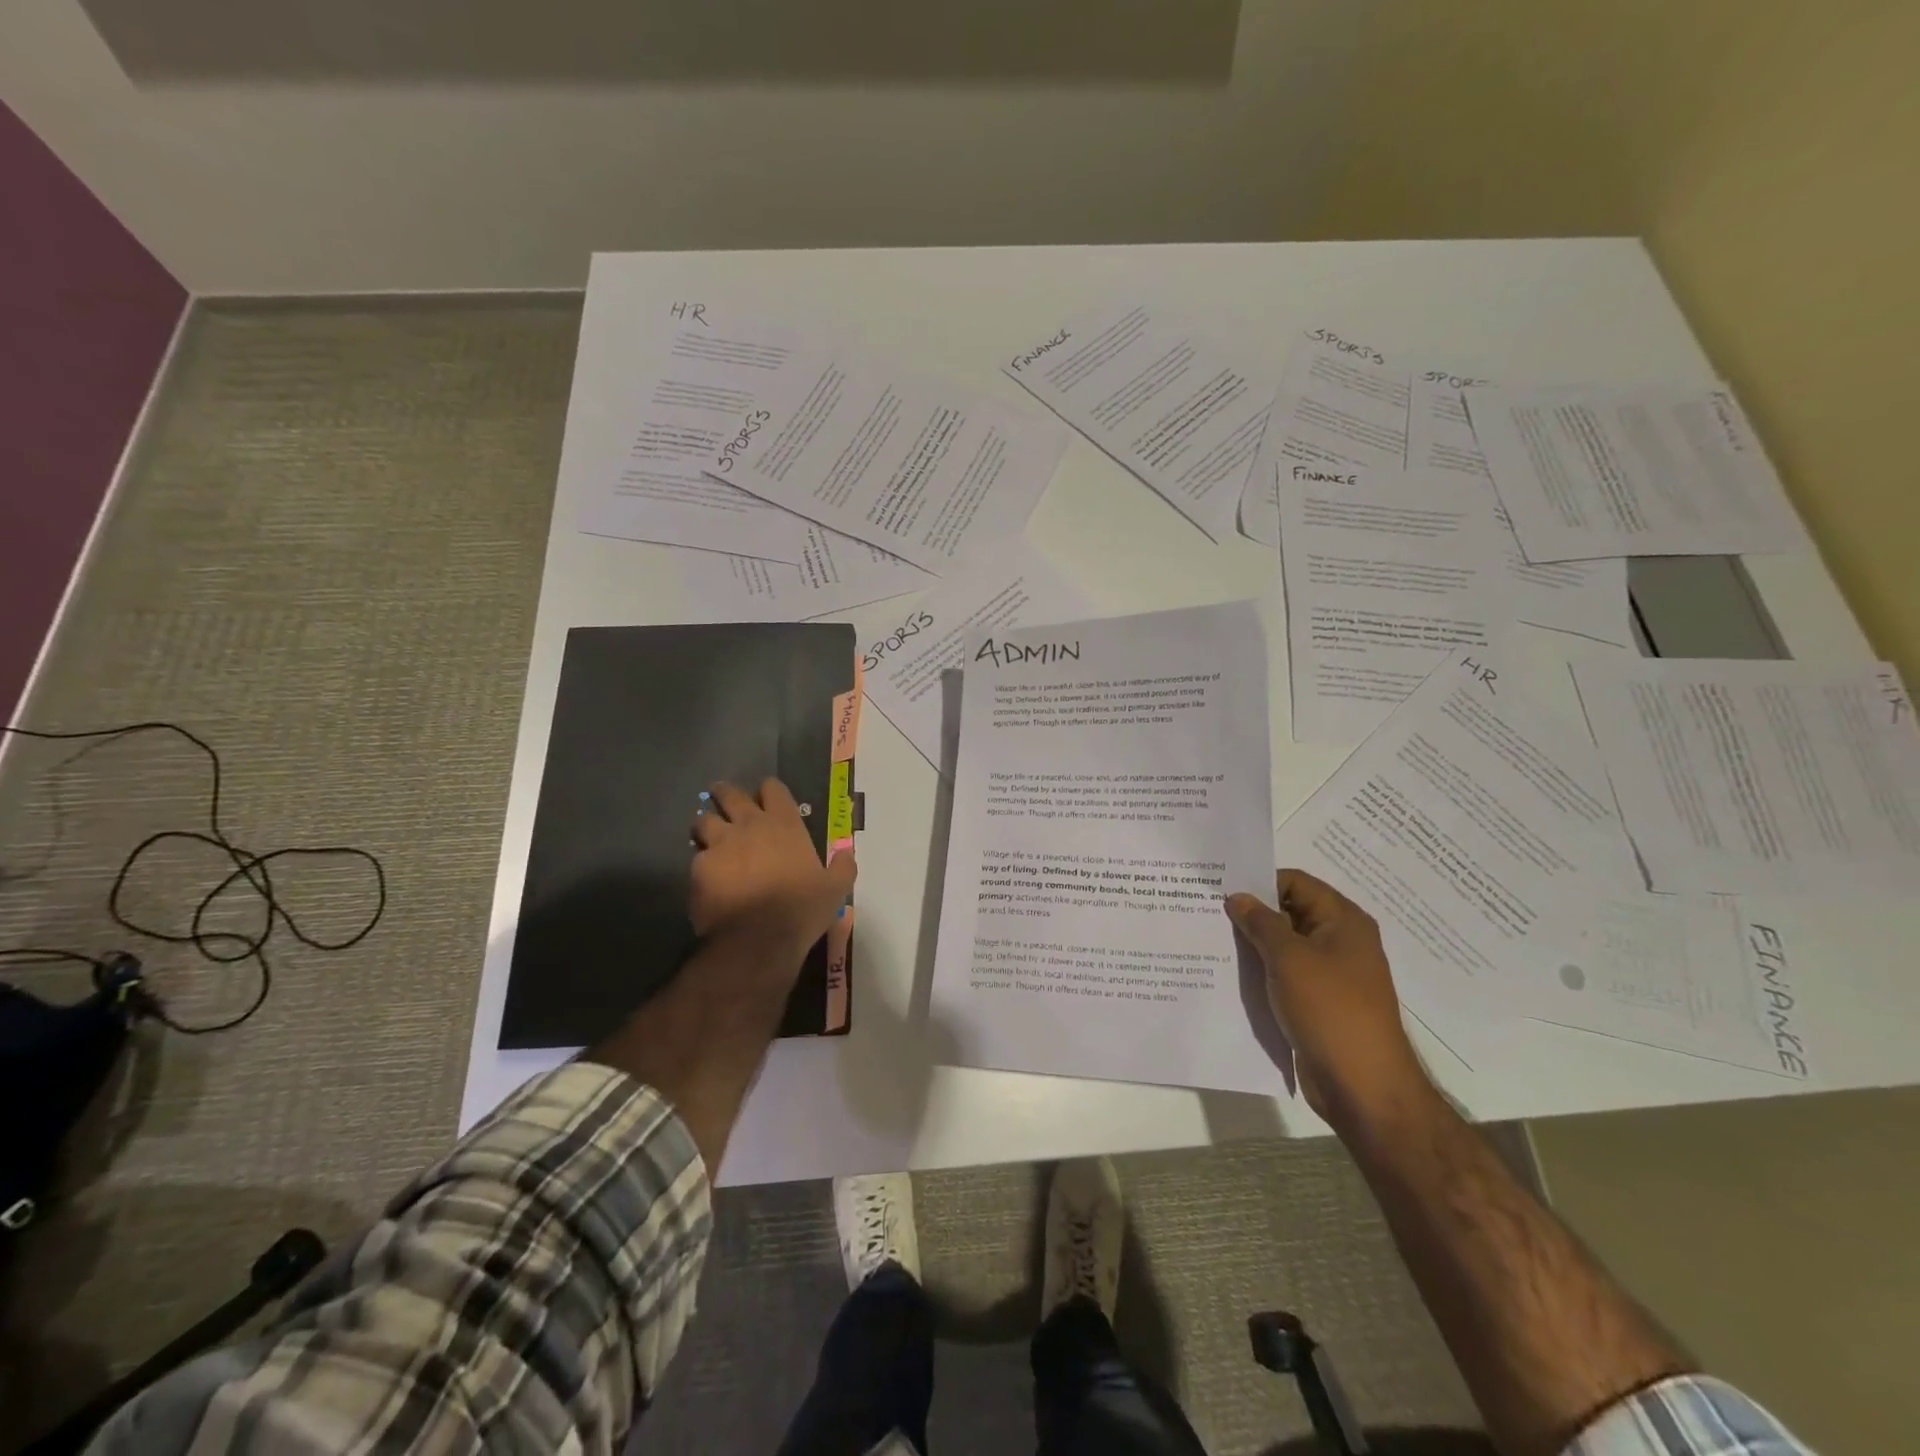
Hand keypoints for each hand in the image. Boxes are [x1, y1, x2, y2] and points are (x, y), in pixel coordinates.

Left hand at [689, 778, 854, 952]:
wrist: (758, 939)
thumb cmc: (801, 909)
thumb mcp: (835, 889)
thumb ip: (842, 868)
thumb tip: (846, 854)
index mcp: (785, 825)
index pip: (773, 789)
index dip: (768, 790)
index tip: (766, 798)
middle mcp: (750, 826)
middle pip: (730, 794)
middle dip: (725, 794)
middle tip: (724, 800)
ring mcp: (720, 844)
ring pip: (703, 820)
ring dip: (706, 825)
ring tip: (708, 836)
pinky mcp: (699, 868)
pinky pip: (696, 857)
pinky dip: (700, 862)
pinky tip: (706, 876)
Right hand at [1225, 869, 1430, 1131]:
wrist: (1362, 1086)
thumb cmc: (1330, 1009)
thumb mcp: (1289, 958)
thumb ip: (1260, 922)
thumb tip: (1238, 897)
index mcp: (1343, 921)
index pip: (1296, 882)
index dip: (1260, 881)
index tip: (1220, 888)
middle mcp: (1340, 941)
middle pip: (1289, 912)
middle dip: (1251, 913)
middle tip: (1207, 911)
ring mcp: (1330, 974)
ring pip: (1284, 946)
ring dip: (1253, 944)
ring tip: (1210, 939)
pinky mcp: (1318, 1002)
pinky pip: (1284, 975)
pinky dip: (1261, 971)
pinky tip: (1229, 973)